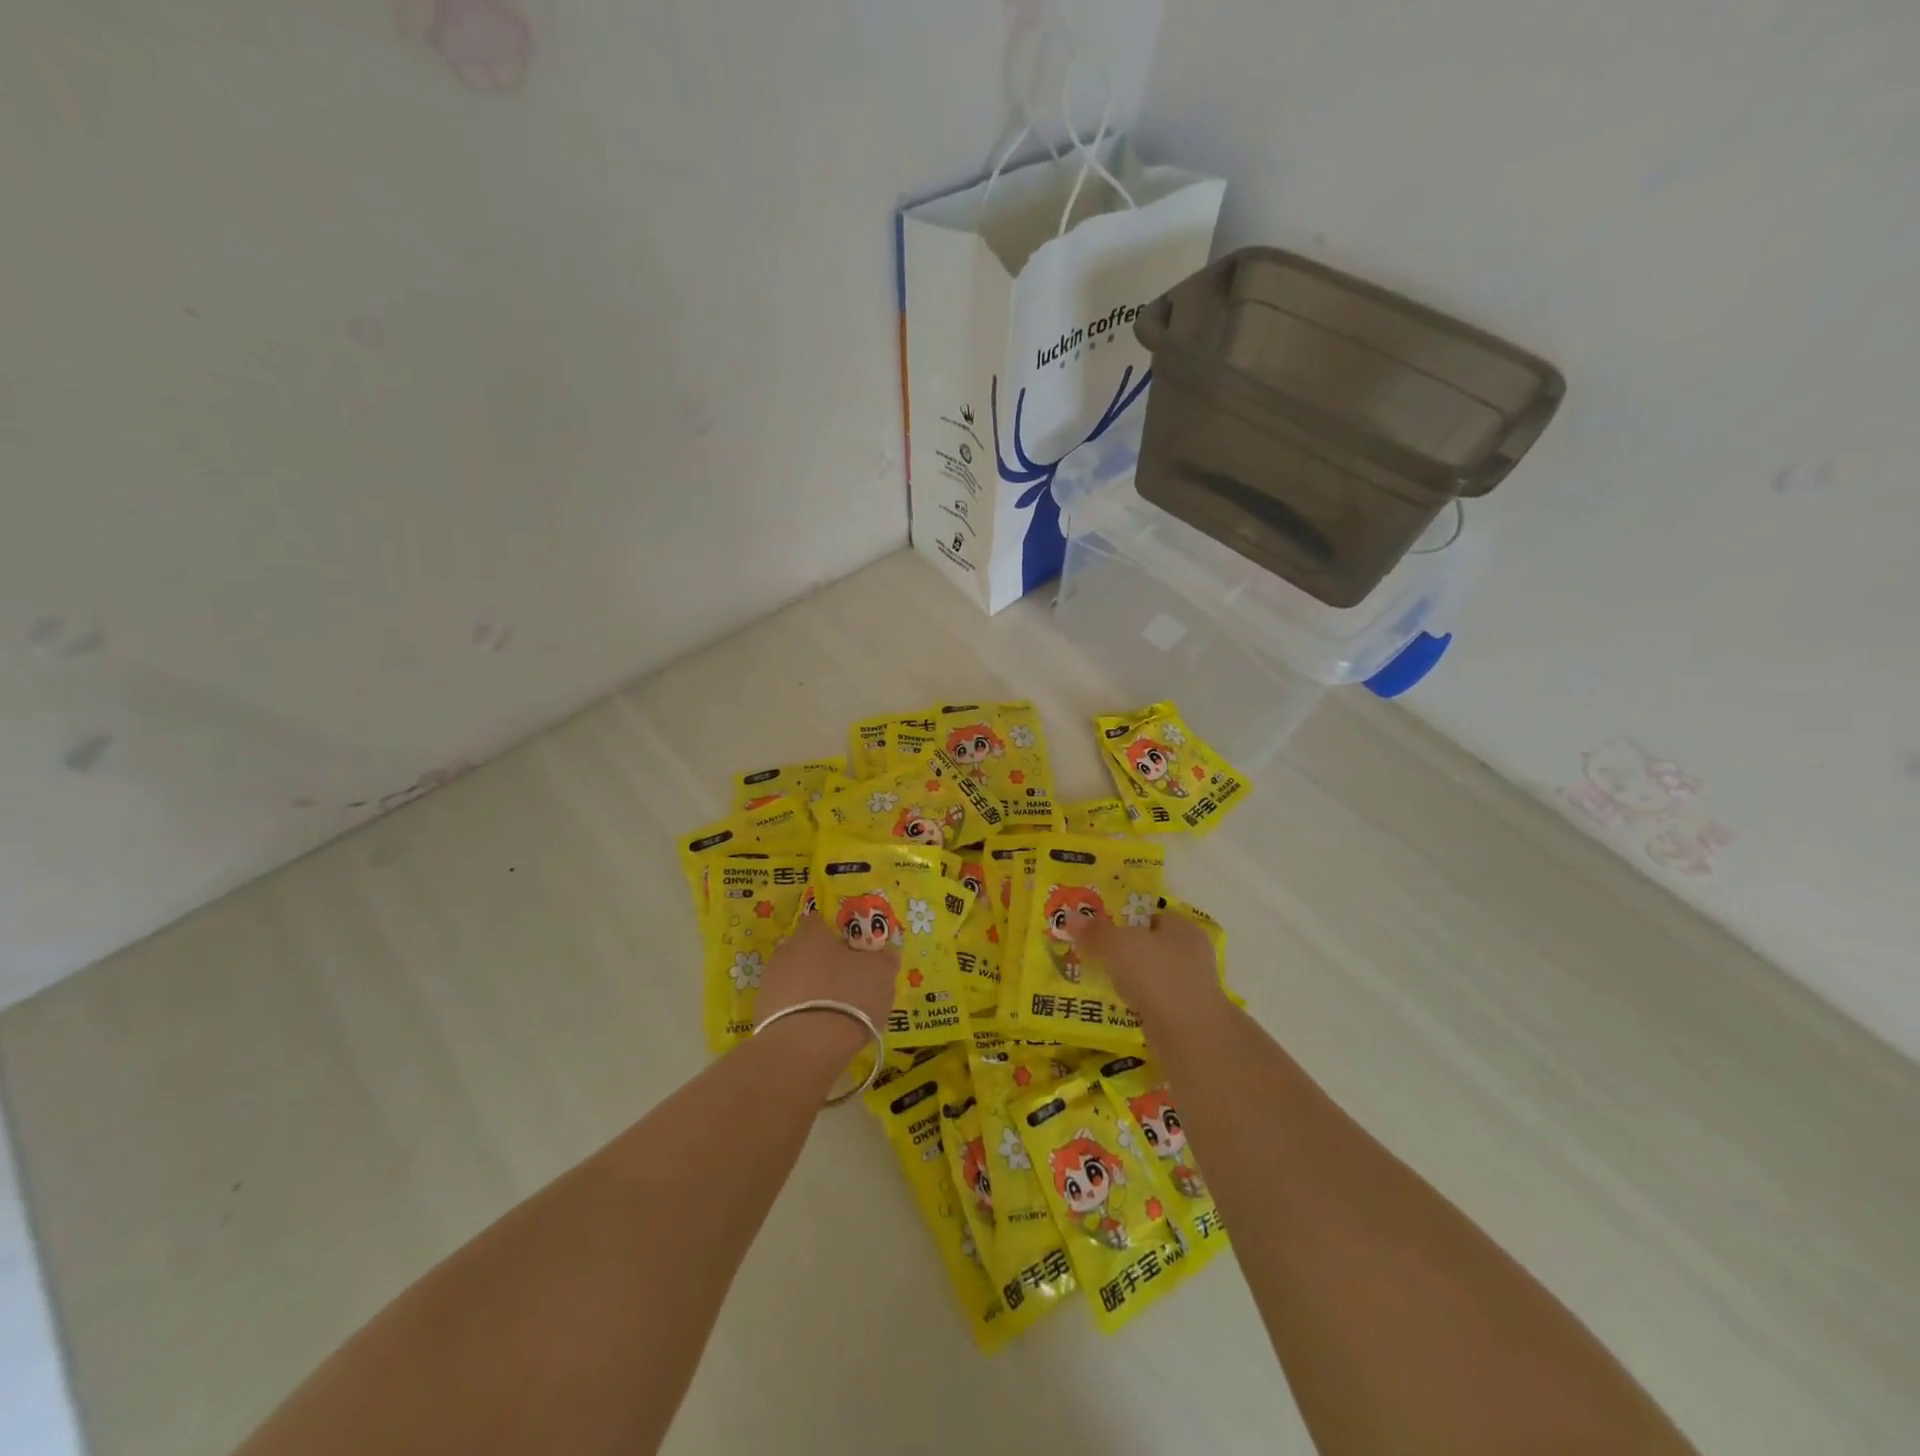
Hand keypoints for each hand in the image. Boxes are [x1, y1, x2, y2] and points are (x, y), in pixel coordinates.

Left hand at [754, 915, 897, 1037]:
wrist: (804, 1048)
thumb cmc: (848, 997)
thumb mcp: (881, 974)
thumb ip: (884, 959)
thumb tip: (886, 952)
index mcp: (812, 934)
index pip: (819, 922)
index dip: (834, 934)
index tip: (850, 949)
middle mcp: (785, 951)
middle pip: (804, 950)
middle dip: (821, 962)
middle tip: (844, 981)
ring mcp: (769, 983)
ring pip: (793, 978)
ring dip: (808, 988)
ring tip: (831, 1010)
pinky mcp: (761, 1014)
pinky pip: (785, 1006)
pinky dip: (799, 1013)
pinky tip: (815, 1030)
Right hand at [1065, 908, 1227, 1031]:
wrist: (1188, 1035)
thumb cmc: (1156, 974)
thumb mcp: (1117, 945)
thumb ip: (1095, 932)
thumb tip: (1070, 918)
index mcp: (1183, 929)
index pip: (1153, 915)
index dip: (1127, 918)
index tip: (1101, 927)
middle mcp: (1192, 954)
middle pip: (1152, 946)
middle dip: (1127, 950)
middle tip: (1096, 953)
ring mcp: (1191, 988)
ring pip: (1153, 975)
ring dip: (1132, 979)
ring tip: (1103, 980)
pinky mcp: (1185, 1017)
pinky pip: (1154, 1002)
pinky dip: (1138, 1002)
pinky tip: (1119, 1006)